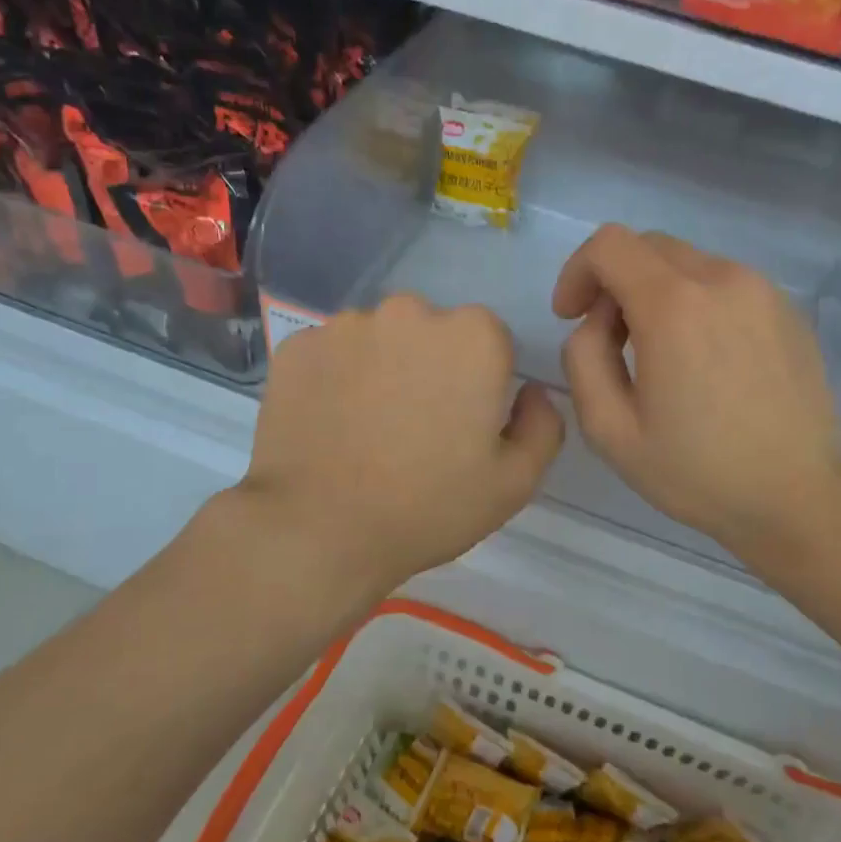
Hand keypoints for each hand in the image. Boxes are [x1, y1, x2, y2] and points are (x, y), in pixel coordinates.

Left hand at [239, 294, 563, 597]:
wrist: (321, 530)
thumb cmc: (429, 506)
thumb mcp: (515, 481)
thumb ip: (543, 425)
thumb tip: (531, 392)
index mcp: (473, 336)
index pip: (490, 342)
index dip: (481, 383)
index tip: (463, 424)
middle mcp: (410, 311)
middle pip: (432, 332)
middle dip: (431, 366)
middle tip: (415, 426)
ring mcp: (347, 324)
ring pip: (378, 338)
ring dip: (381, 367)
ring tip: (367, 427)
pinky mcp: (297, 345)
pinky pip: (331, 354)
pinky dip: (334, 378)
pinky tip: (329, 423)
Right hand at [553, 225, 840, 566]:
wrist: (800, 498)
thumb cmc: (697, 472)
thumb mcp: (610, 430)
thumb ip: (583, 359)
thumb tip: (597, 322)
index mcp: (674, 306)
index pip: (609, 245)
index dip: (577, 272)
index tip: (571, 316)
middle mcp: (722, 280)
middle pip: (648, 247)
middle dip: (614, 283)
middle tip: (611, 341)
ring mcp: (763, 291)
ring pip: (688, 264)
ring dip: (656, 293)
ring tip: (659, 356)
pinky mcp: (788, 309)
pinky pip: (724, 285)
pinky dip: (697, 304)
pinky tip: (704, 361)